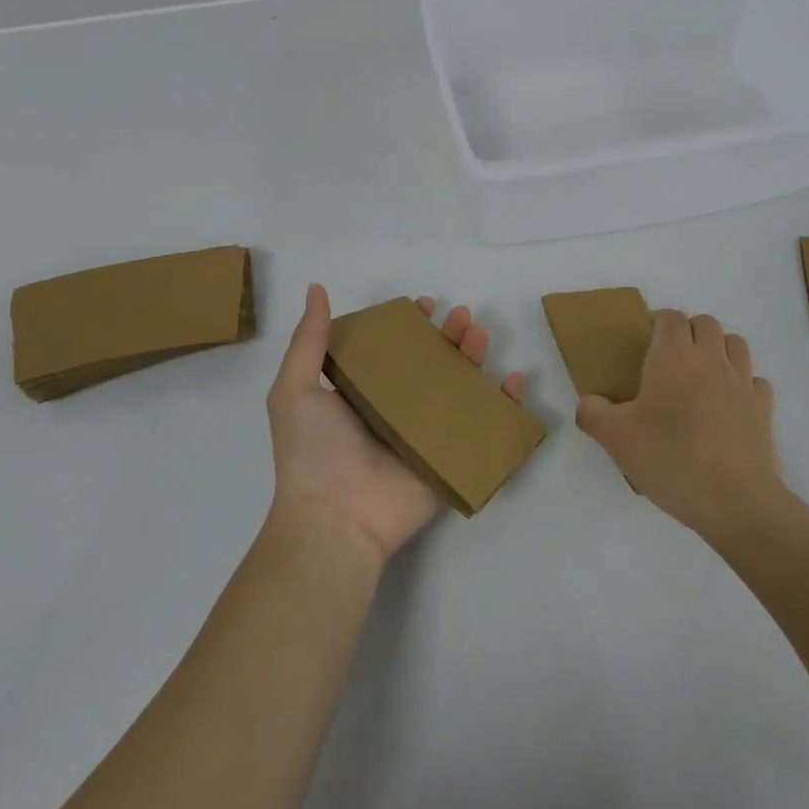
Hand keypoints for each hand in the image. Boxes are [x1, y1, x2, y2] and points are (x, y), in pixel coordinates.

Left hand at [266, 283, 526, 563]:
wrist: (334, 519)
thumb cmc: (312, 452)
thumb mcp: (295, 389)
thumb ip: (309, 340)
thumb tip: (315, 289)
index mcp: (364, 394)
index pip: (395, 352)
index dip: (411, 327)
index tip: (424, 306)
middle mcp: (397, 411)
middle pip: (433, 366)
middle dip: (450, 337)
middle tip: (462, 317)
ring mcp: (427, 436)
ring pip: (460, 390)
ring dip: (475, 359)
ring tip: (479, 336)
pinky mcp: (450, 460)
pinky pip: (483, 429)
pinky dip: (504, 406)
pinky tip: (513, 381)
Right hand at [575, 310, 784, 539]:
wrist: (736, 501)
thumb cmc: (671, 459)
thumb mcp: (616, 439)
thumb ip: (593, 413)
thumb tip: (588, 403)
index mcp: (674, 357)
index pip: (670, 317)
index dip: (657, 322)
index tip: (643, 343)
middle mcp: (711, 359)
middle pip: (704, 323)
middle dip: (687, 332)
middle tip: (668, 361)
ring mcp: (742, 382)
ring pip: (735, 343)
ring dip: (717, 349)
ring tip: (700, 376)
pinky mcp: (764, 408)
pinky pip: (754, 380)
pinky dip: (742, 382)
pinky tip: (728, 404)